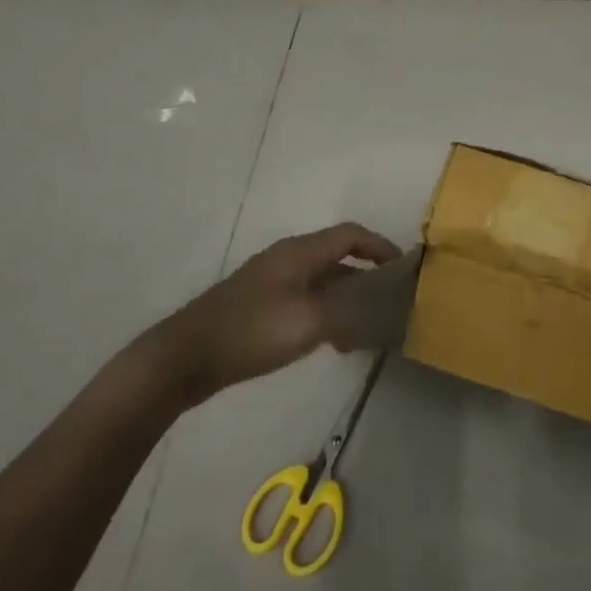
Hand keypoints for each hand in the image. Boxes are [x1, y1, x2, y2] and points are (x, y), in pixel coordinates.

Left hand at [155, 224, 400, 403]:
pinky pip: (306, 299)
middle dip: (367, 275)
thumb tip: (377, 308)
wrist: (186, 356)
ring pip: (322, 280)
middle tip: (390, 301)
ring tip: (367, 328)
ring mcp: (272, 281)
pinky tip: (333, 342)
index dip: (380, 247)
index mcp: (300, 251)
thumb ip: (347, 312)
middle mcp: (288, 258)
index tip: (403, 269)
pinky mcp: (260, 305)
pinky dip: (327, 312)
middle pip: (338, 256)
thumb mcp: (308, 322)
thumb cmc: (251, 331)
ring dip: (347, 298)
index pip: (351, 235)